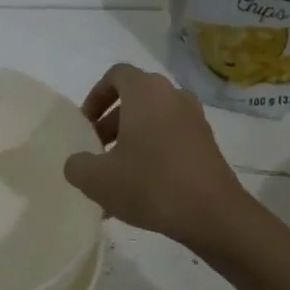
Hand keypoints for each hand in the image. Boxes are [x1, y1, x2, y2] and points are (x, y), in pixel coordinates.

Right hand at [62, 64, 251, 249]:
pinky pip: (171, 139)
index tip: (86, 124)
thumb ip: (77, 165)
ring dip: (131, 141)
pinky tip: (140, 190)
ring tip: (116, 176)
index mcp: (146, 92)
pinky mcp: (207, 144)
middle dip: (111, 123)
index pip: (116, 75)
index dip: (95, 96)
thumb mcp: (97, 179)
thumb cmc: (150, 184)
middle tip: (97, 151)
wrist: (213, 214)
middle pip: (135, 99)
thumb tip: (79, 162)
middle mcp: (173, 96)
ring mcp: (195, 120)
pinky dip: (153, 153)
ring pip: (153, 121)